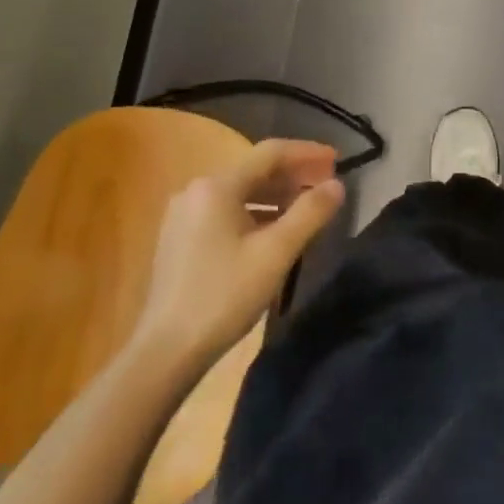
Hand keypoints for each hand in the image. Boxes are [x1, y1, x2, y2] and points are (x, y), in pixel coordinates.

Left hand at [128, 140, 344, 373]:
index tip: (338, 159)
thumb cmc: (224, 295)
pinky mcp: (180, 238)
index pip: (271, 153)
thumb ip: (310, 213)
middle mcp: (196, 191)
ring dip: (278, 196)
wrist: (165, 351)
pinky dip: (257, 213)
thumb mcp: (276, 253)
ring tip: (308, 208)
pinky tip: (276, 231)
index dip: (308, 152)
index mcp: (217, 186)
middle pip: (255, 171)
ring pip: (242, 192)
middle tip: (328, 185)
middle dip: (294, 175)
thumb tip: (338, 185)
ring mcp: (184, 215)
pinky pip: (227, 211)